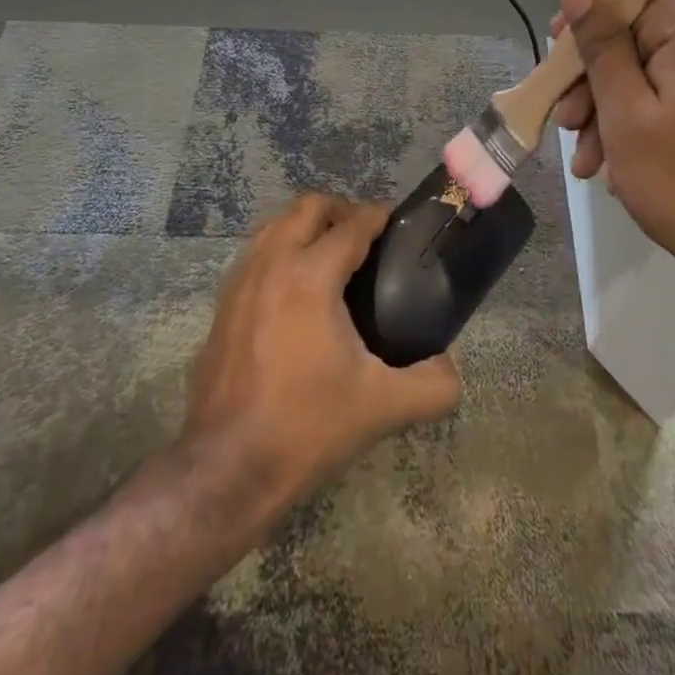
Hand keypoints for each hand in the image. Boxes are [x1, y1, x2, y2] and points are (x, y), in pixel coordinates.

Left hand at [182, 194, 460, 512]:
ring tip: (332, 255)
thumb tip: (452, 368)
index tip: (397, 222)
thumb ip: (431, 385)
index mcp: (311, 275)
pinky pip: (257, 252)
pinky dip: (281, 249)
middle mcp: (272, 262)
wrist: (225, 467)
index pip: (352, 224)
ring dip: (307, 226)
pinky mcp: (222, 303)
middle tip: (366, 237)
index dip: (378, 216)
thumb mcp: (380, 408)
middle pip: (309, 206)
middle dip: (341, 210)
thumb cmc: (305, 426)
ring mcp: (240, 280)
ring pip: (276, 223)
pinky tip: (295, 288)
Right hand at [551, 0, 674, 328]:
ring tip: (584, 160)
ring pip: (643, 71)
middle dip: (590, 75)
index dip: (590, 12)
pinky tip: (608, 167)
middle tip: (565, 119)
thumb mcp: (626, 112)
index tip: (557, 50)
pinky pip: (662, 98)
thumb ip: (601, 45)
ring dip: (604, 108)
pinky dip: (631, 123)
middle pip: (634, 34)